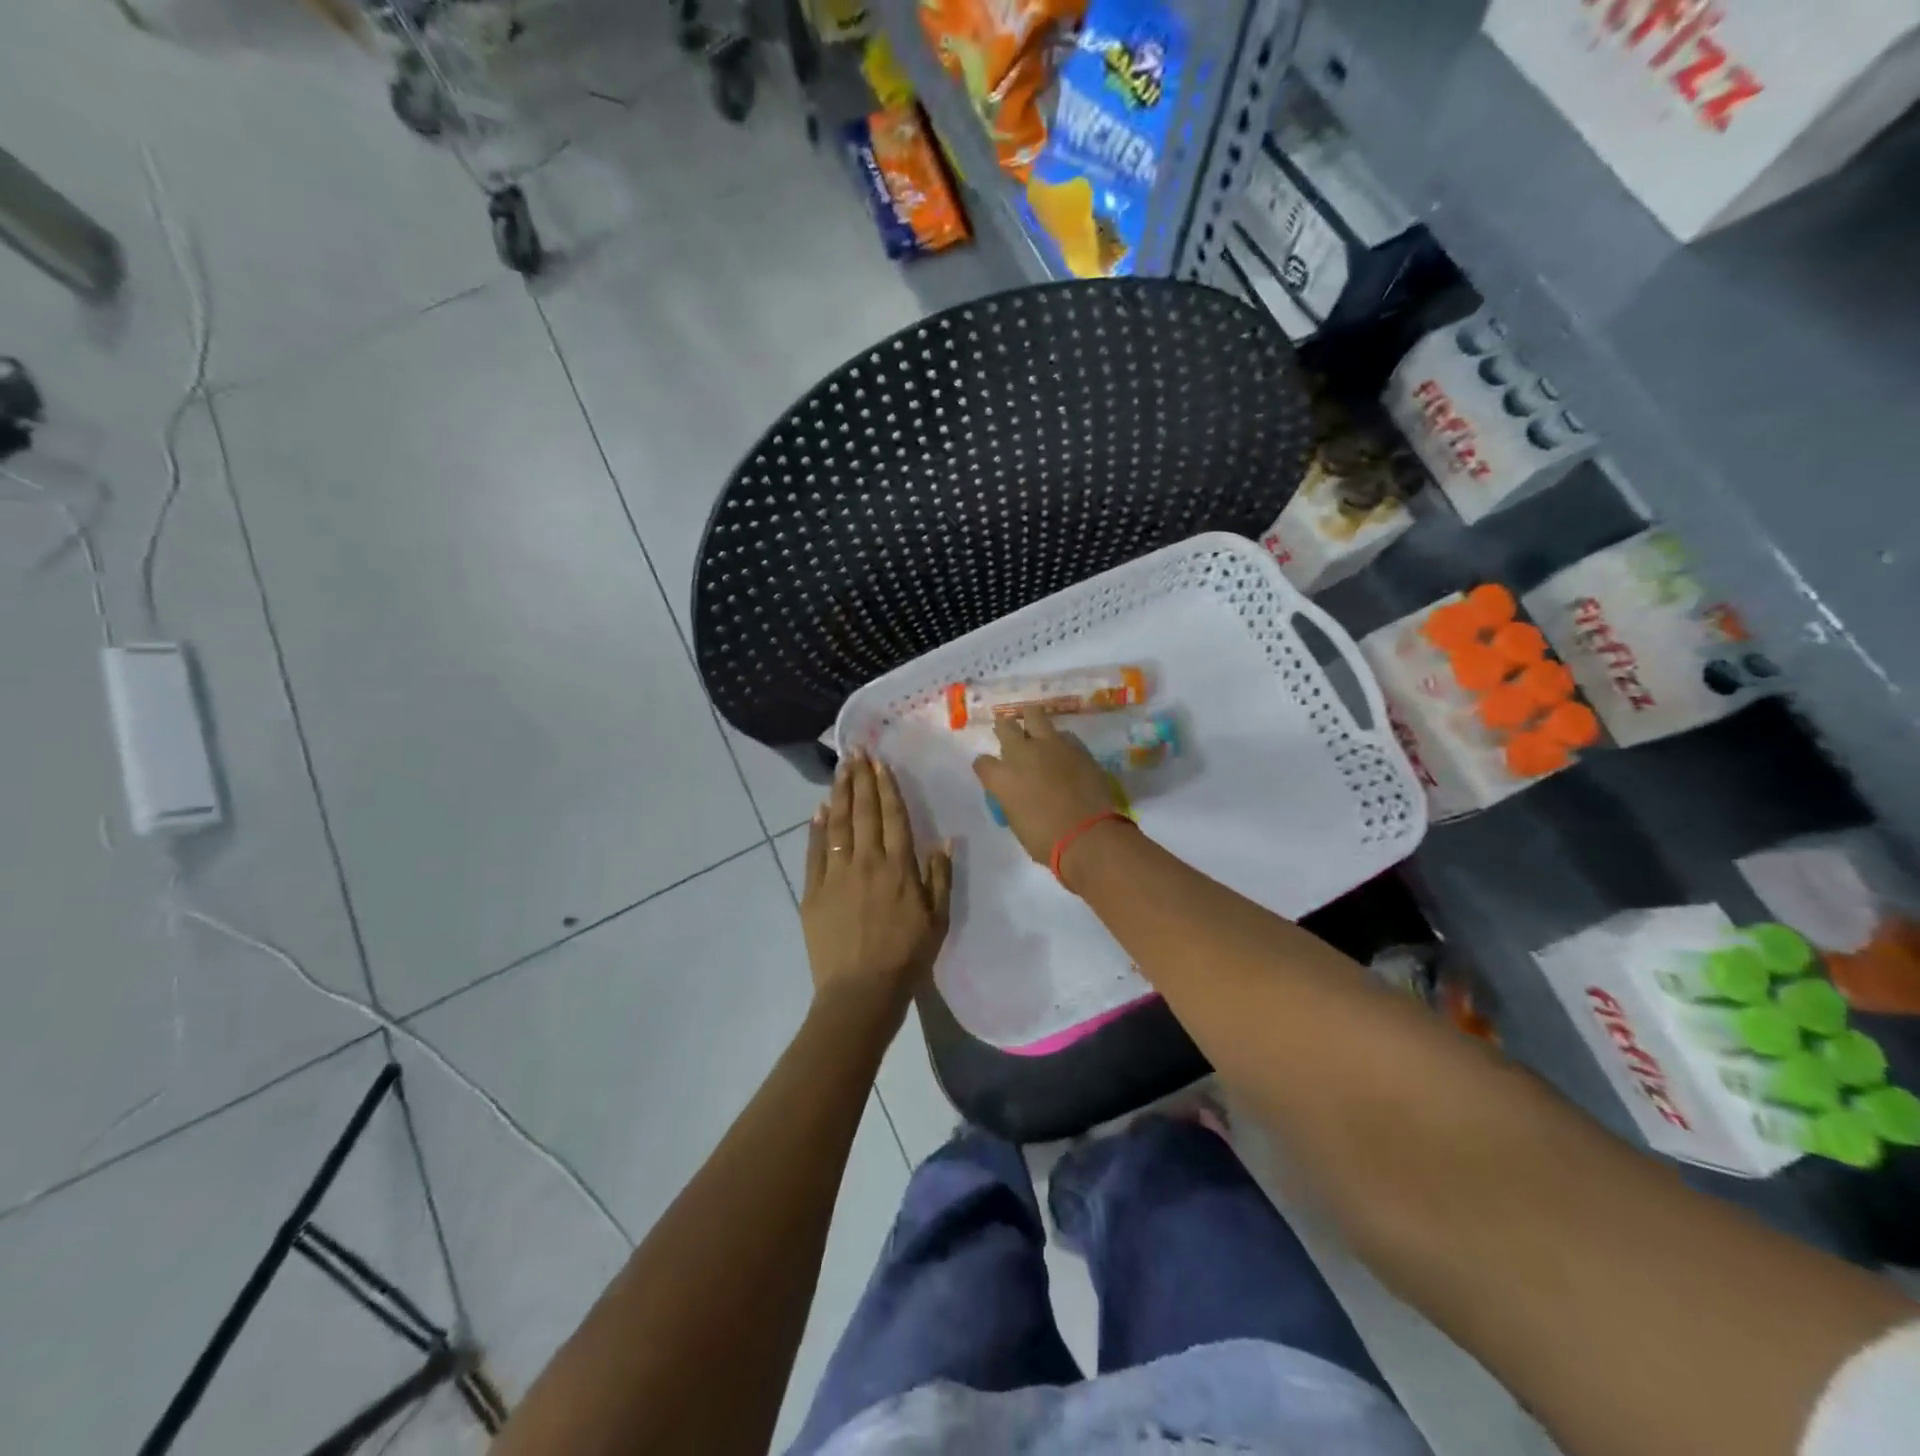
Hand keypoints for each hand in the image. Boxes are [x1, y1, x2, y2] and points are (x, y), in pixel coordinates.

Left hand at [802, 750, 952, 1023]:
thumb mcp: (938, 920)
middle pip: (864, 812)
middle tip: (856, 751)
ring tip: (840, 769)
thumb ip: (940, 877)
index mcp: (899, 868)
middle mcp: (867, 862)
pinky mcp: (813, 891)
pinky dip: (816, 828)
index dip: (887, 787)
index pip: (893, 817)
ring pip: (838, 824)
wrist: (861, 992)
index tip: (881, 763)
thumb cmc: (907, 957)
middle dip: (861, 779)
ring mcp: (836, 874)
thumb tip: (944, 839)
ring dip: (840, 793)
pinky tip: (819, 809)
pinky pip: (814, 851)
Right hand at [971, 709, 1125, 867]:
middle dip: (1005, 729)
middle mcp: (1022, 754)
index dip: (986, 766)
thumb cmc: (1046, 840)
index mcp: (1002, 777)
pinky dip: (1059, 741)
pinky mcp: (1077, 747)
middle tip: (1010, 735)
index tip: (992, 771)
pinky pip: (1063, 735)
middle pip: (1005, 726)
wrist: (1088, 836)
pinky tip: (1063, 752)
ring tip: (1036, 731)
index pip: (982, 762)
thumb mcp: (1017, 821)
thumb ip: (1012, 798)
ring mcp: (1051, 746)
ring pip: (1035, 715)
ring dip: (1032, 723)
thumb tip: (1017, 792)